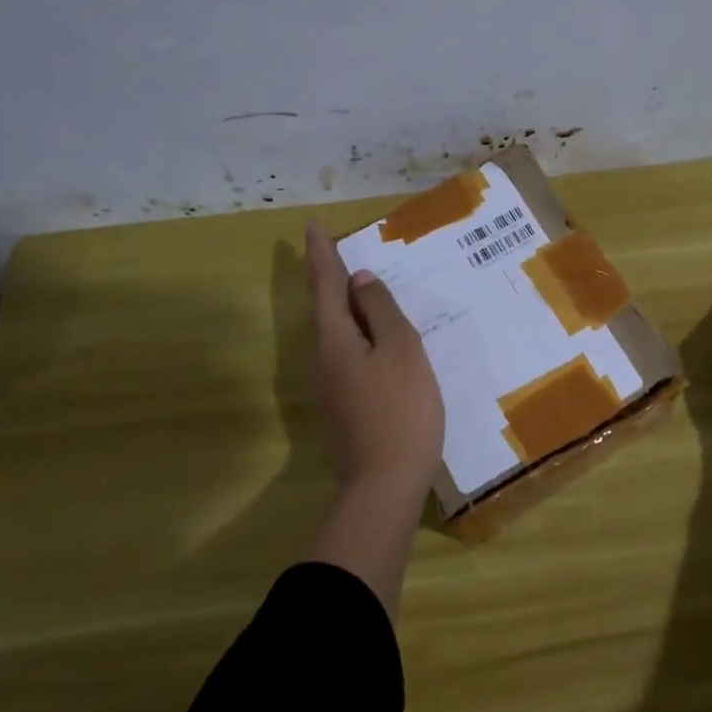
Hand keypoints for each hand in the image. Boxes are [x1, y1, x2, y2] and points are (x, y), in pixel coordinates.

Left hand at [306, 220, 445, 503]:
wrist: (384, 484)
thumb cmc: (400, 409)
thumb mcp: (400, 350)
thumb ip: (381, 311)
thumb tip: (359, 281)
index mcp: (334, 338)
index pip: (324, 284)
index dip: (321, 254)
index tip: (312, 226)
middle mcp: (322, 358)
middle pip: (323, 308)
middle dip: (330, 278)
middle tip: (341, 251)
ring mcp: (329, 385)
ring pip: (335, 332)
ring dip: (345, 306)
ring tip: (363, 287)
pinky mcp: (342, 404)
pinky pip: (346, 352)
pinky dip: (357, 333)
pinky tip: (376, 336)